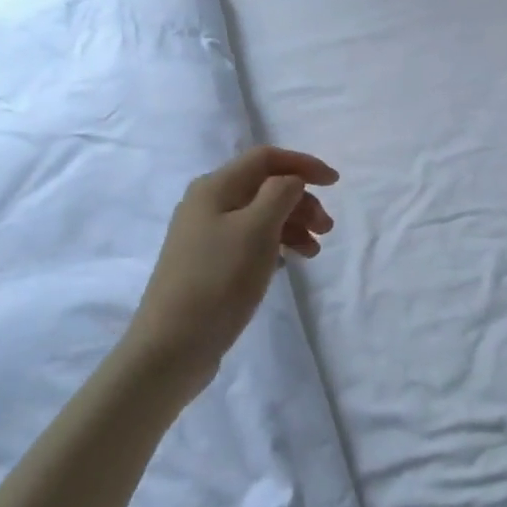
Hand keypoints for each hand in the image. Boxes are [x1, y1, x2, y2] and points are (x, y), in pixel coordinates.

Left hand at [132, 145, 336, 397]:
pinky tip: (289, 262)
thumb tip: (291, 181)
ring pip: (260, 215)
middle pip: (265, 186)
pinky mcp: (208, 264)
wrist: (171, 347)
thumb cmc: (219, 280)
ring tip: (314, 251)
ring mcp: (205, 236)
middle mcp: (207, 204)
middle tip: (327, 229)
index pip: (266, 158)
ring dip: (293, 225)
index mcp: (215, 187)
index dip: (304, 164)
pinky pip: (250, 240)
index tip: (335, 183)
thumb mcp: (257, 229)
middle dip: (301, 200)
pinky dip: (276, 244)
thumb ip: (281, 193)